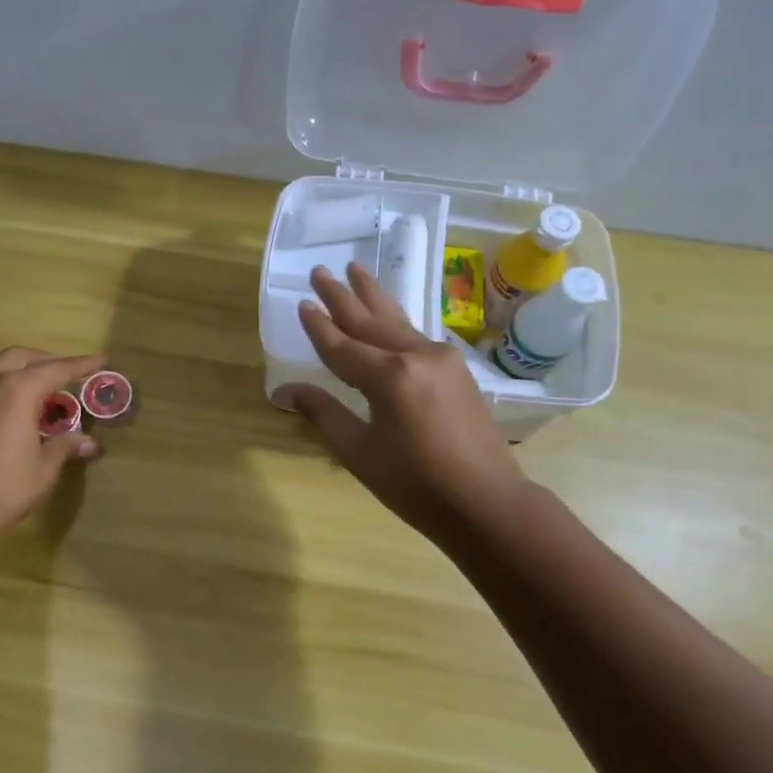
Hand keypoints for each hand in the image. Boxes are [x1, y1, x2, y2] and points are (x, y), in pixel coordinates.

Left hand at [0, 348, 103, 543]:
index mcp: (17, 391)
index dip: (81, 365)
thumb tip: (90, 443)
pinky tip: (18, 410)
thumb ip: (65, 447)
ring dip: (23, 371)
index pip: (55, 369)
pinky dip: (6, 385)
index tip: (101, 360)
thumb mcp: (43, 468)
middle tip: (69, 375)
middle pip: (22, 357)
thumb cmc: (2, 487)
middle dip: (47, 361)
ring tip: (44, 392)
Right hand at [275, 264, 528, 537]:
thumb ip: (324, 414)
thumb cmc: (416, 485)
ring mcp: (442, 360)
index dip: (319, 327)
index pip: (343, 346)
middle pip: (371, 321)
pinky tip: (390, 314)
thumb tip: (285, 391)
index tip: (302, 303)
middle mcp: (417, 356)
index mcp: (389, 377)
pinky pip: (416, 336)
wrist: (487, 502)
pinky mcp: (457, 370)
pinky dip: (396, 321)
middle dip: (343, 297)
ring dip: (374, 297)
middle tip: (322, 271)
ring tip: (356, 270)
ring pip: (398, 322)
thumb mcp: (360, 453)